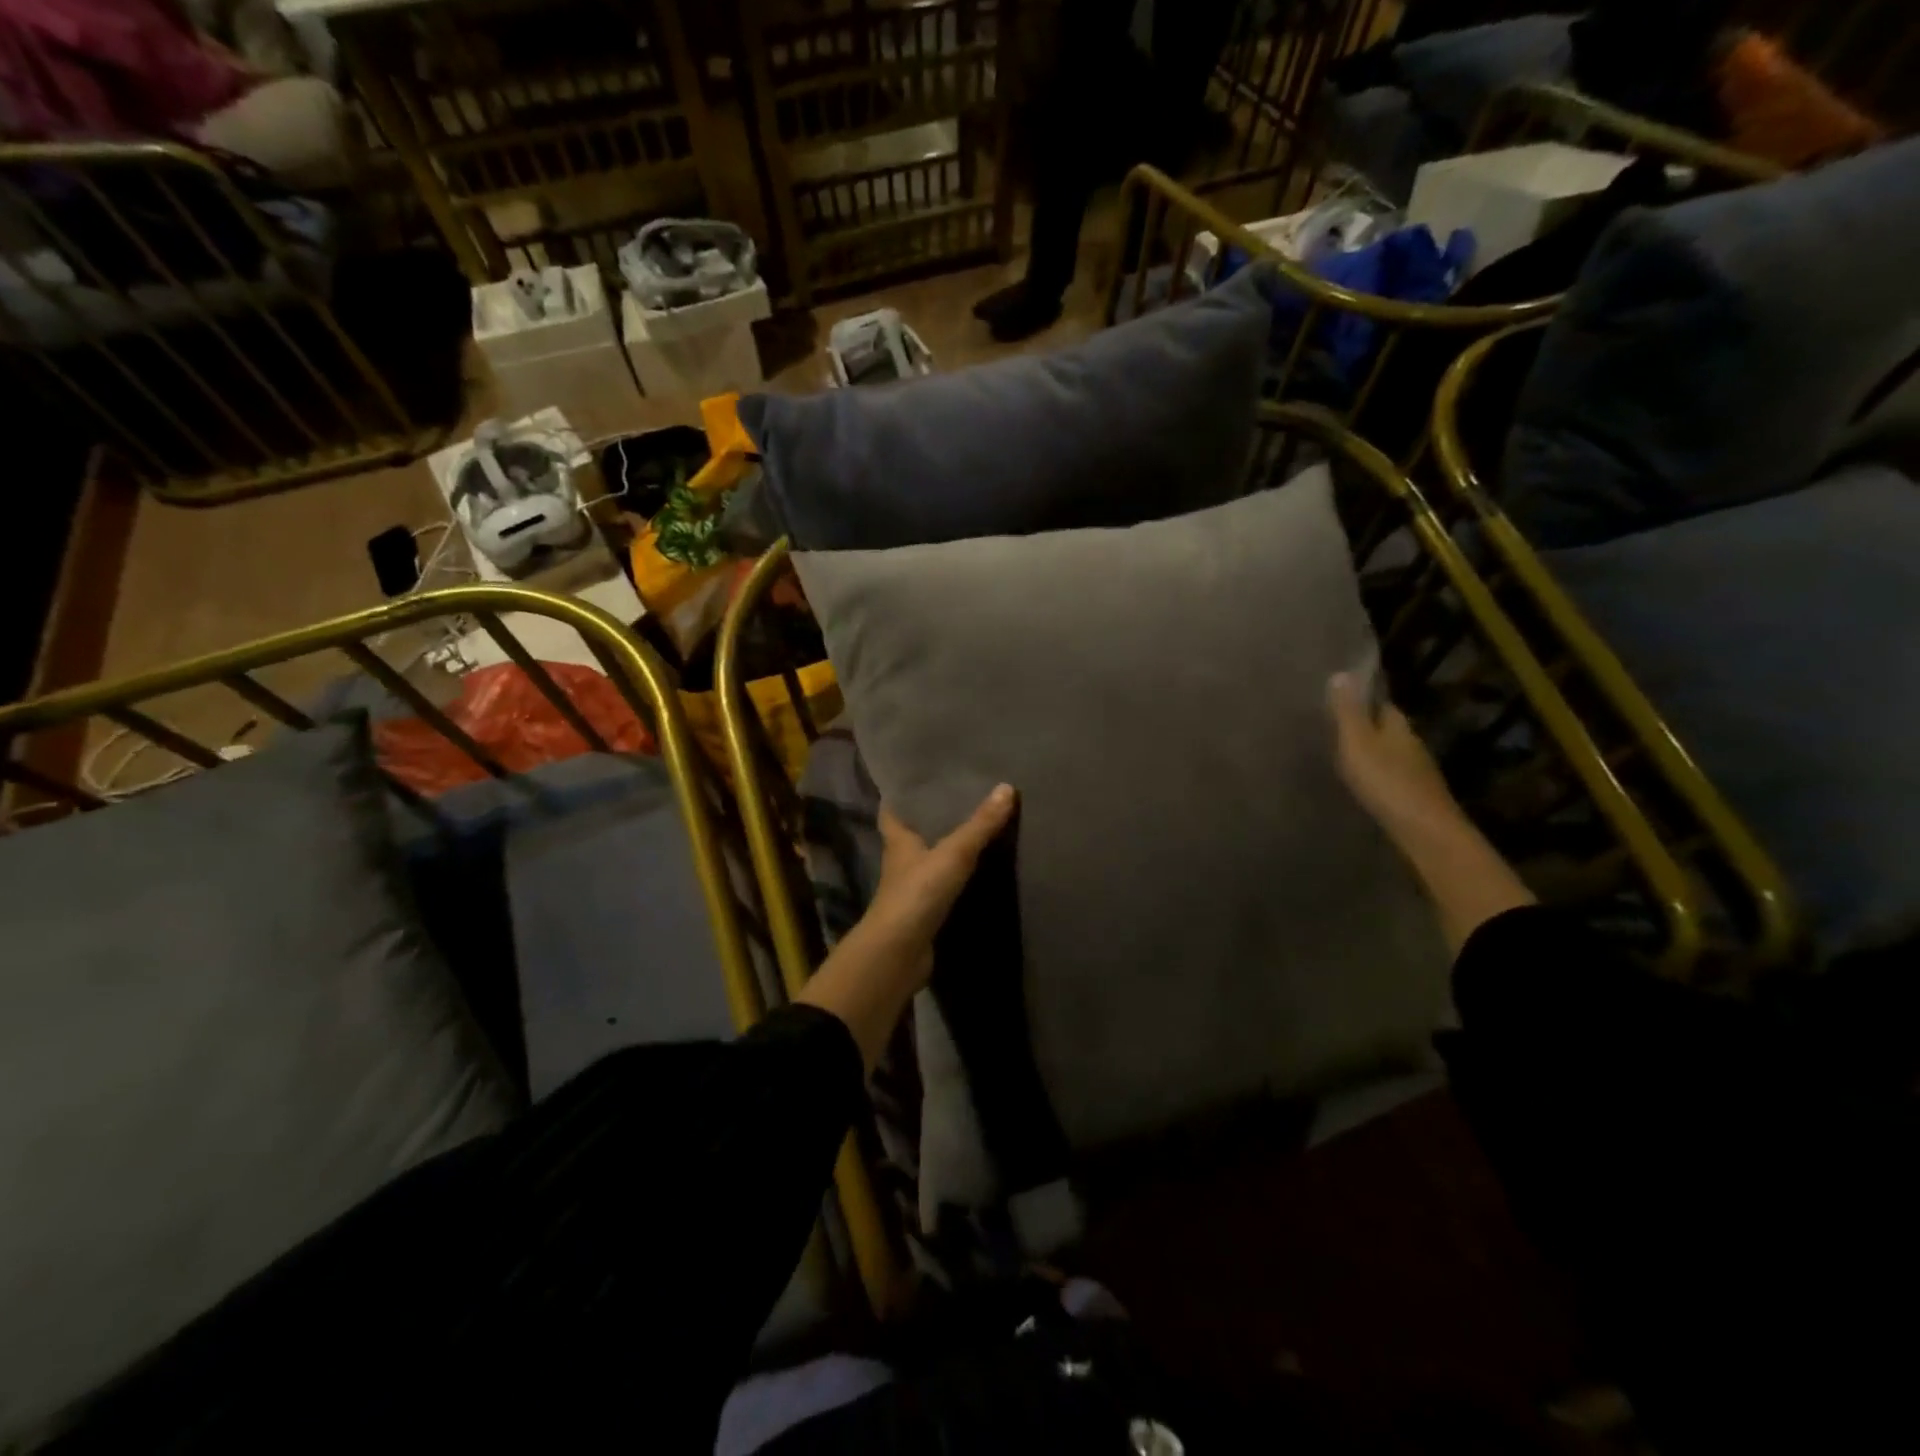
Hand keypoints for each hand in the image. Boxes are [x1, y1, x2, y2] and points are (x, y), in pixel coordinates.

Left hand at [799, 785, 1017, 1068]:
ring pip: (928, 862)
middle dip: (929, 820)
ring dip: (945, 850)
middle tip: (958, 800)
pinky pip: (942, 888)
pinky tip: (977, 873)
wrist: (899, 953)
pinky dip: (956, 880)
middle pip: (912, 835)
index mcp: (898, 841)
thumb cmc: (918, 893)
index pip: (892, 811)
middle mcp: (901, 863)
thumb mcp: (953, 853)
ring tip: (975, 830)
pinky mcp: (924, 913)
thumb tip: (1007, 787)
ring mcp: (911, 890)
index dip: (900, 797)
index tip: (917, 782)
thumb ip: (980, 824)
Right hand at [1328, 672, 1456, 830]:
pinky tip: (1366, 784)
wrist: (1423, 829)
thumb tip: (1341, 673)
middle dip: (1369, 727)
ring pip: (1393, 754)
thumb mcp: (1357, 742)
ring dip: (1375, 753)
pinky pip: (1394, 777)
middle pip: (1389, 729)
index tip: (1343, 699)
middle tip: (1339, 729)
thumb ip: (1348, 712)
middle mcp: (1412, 744)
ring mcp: (1418, 772)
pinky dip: (1380, 776)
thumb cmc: (1385, 780)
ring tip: (1347, 757)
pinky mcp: (1416, 796)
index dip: (1365, 700)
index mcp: (1398, 726)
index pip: (1384, 704)